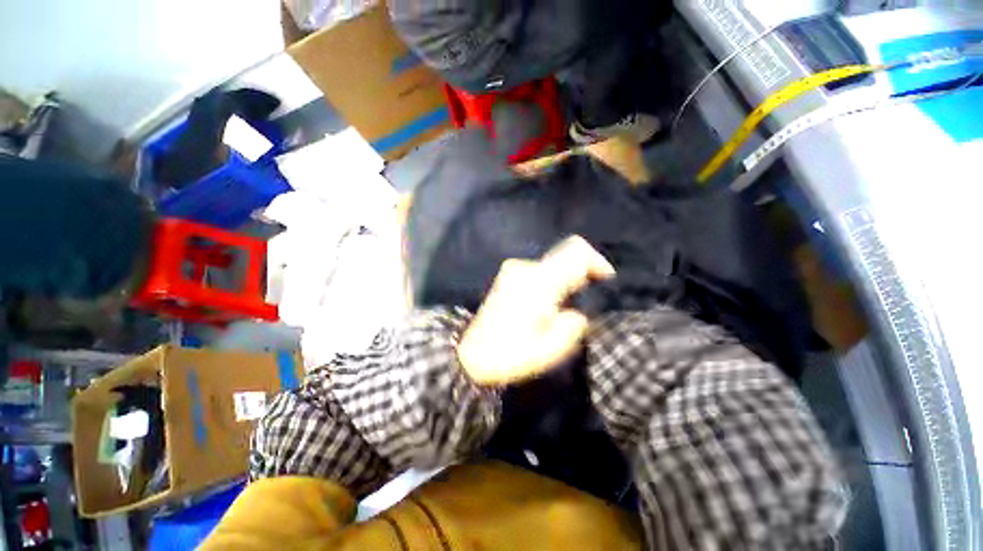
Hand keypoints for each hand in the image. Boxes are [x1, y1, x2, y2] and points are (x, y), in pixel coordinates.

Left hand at [457, 236, 615, 385]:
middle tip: (582, 302)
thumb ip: (573, 324)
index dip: (596, 261)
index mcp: (538, 283)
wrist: (471, 355)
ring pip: (551, 264)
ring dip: (564, 280)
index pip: (575, 252)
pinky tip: (545, 305)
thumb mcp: (551, 349)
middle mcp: (525, 268)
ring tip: (562, 308)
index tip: (605, 280)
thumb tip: (577, 312)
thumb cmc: (511, 355)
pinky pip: (538, 271)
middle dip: (580, 274)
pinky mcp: (507, 276)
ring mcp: (513, 270)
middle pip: (564, 256)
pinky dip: (550, 282)